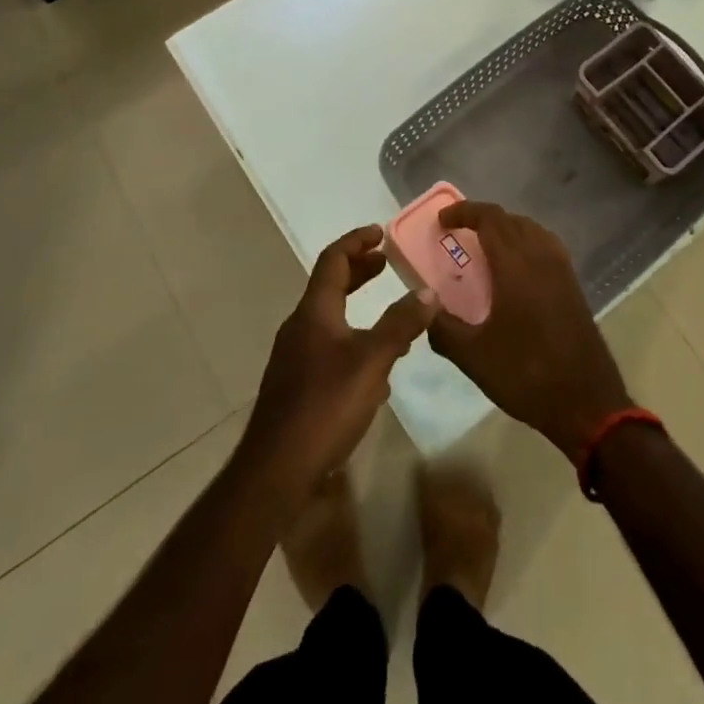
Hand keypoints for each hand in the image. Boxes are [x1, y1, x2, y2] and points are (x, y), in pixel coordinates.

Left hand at [239, 225, 439, 500]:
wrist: (275, 471)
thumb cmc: (324, 406)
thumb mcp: (372, 362)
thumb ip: (400, 325)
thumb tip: (428, 291)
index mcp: (314, 311)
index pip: (334, 259)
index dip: (357, 241)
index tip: (381, 232)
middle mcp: (300, 327)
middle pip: (330, 286)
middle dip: (360, 272)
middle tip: (387, 264)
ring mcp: (294, 358)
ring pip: (330, 319)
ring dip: (358, 309)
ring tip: (391, 318)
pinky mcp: (296, 386)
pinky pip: (328, 348)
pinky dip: (352, 341)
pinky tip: (375, 372)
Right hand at [426, 203, 632, 460]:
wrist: (586, 402)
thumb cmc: (526, 375)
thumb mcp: (473, 357)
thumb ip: (442, 328)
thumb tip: (424, 307)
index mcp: (515, 266)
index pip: (489, 218)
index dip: (464, 212)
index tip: (441, 221)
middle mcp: (541, 257)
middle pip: (510, 219)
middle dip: (482, 219)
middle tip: (457, 233)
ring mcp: (562, 269)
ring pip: (531, 229)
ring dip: (505, 228)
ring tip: (484, 246)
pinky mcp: (573, 284)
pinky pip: (546, 245)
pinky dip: (525, 241)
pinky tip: (516, 268)